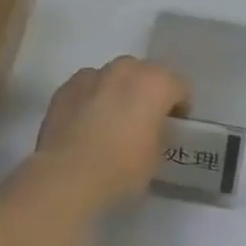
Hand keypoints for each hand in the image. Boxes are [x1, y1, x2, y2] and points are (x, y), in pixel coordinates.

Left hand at [34, 57, 189, 209]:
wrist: (67, 176)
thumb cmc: (122, 167)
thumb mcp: (157, 155)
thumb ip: (159, 132)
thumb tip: (150, 128)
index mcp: (155, 83)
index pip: (180, 86)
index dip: (180, 106)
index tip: (173, 125)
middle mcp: (125, 70)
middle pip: (145, 74)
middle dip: (147, 92)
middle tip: (143, 120)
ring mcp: (91, 75)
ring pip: (113, 77)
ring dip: (118, 92)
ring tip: (111, 121)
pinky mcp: (65, 88)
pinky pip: (87, 88)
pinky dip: (91, 99)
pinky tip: (86, 124)